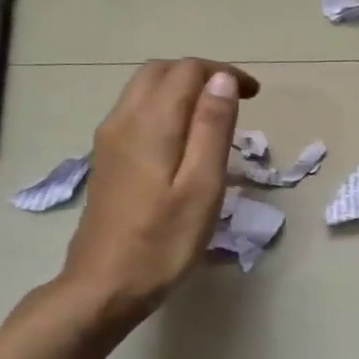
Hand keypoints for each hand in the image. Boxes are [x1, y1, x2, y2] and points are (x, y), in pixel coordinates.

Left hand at [56, 58, 259, 329]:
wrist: (103, 287)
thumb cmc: (163, 242)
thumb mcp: (202, 186)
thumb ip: (213, 128)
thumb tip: (223, 79)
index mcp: (151, 123)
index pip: (187, 71)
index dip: (224, 73)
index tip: (254, 95)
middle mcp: (123, 120)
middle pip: (160, 72)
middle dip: (201, 74)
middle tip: (236, 100)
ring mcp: (109, 140)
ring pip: (144, 90)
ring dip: (182, 89)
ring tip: (216, 117)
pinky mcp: (107, 159)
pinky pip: (136, 112)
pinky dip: (166, 108)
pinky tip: (185, 140)